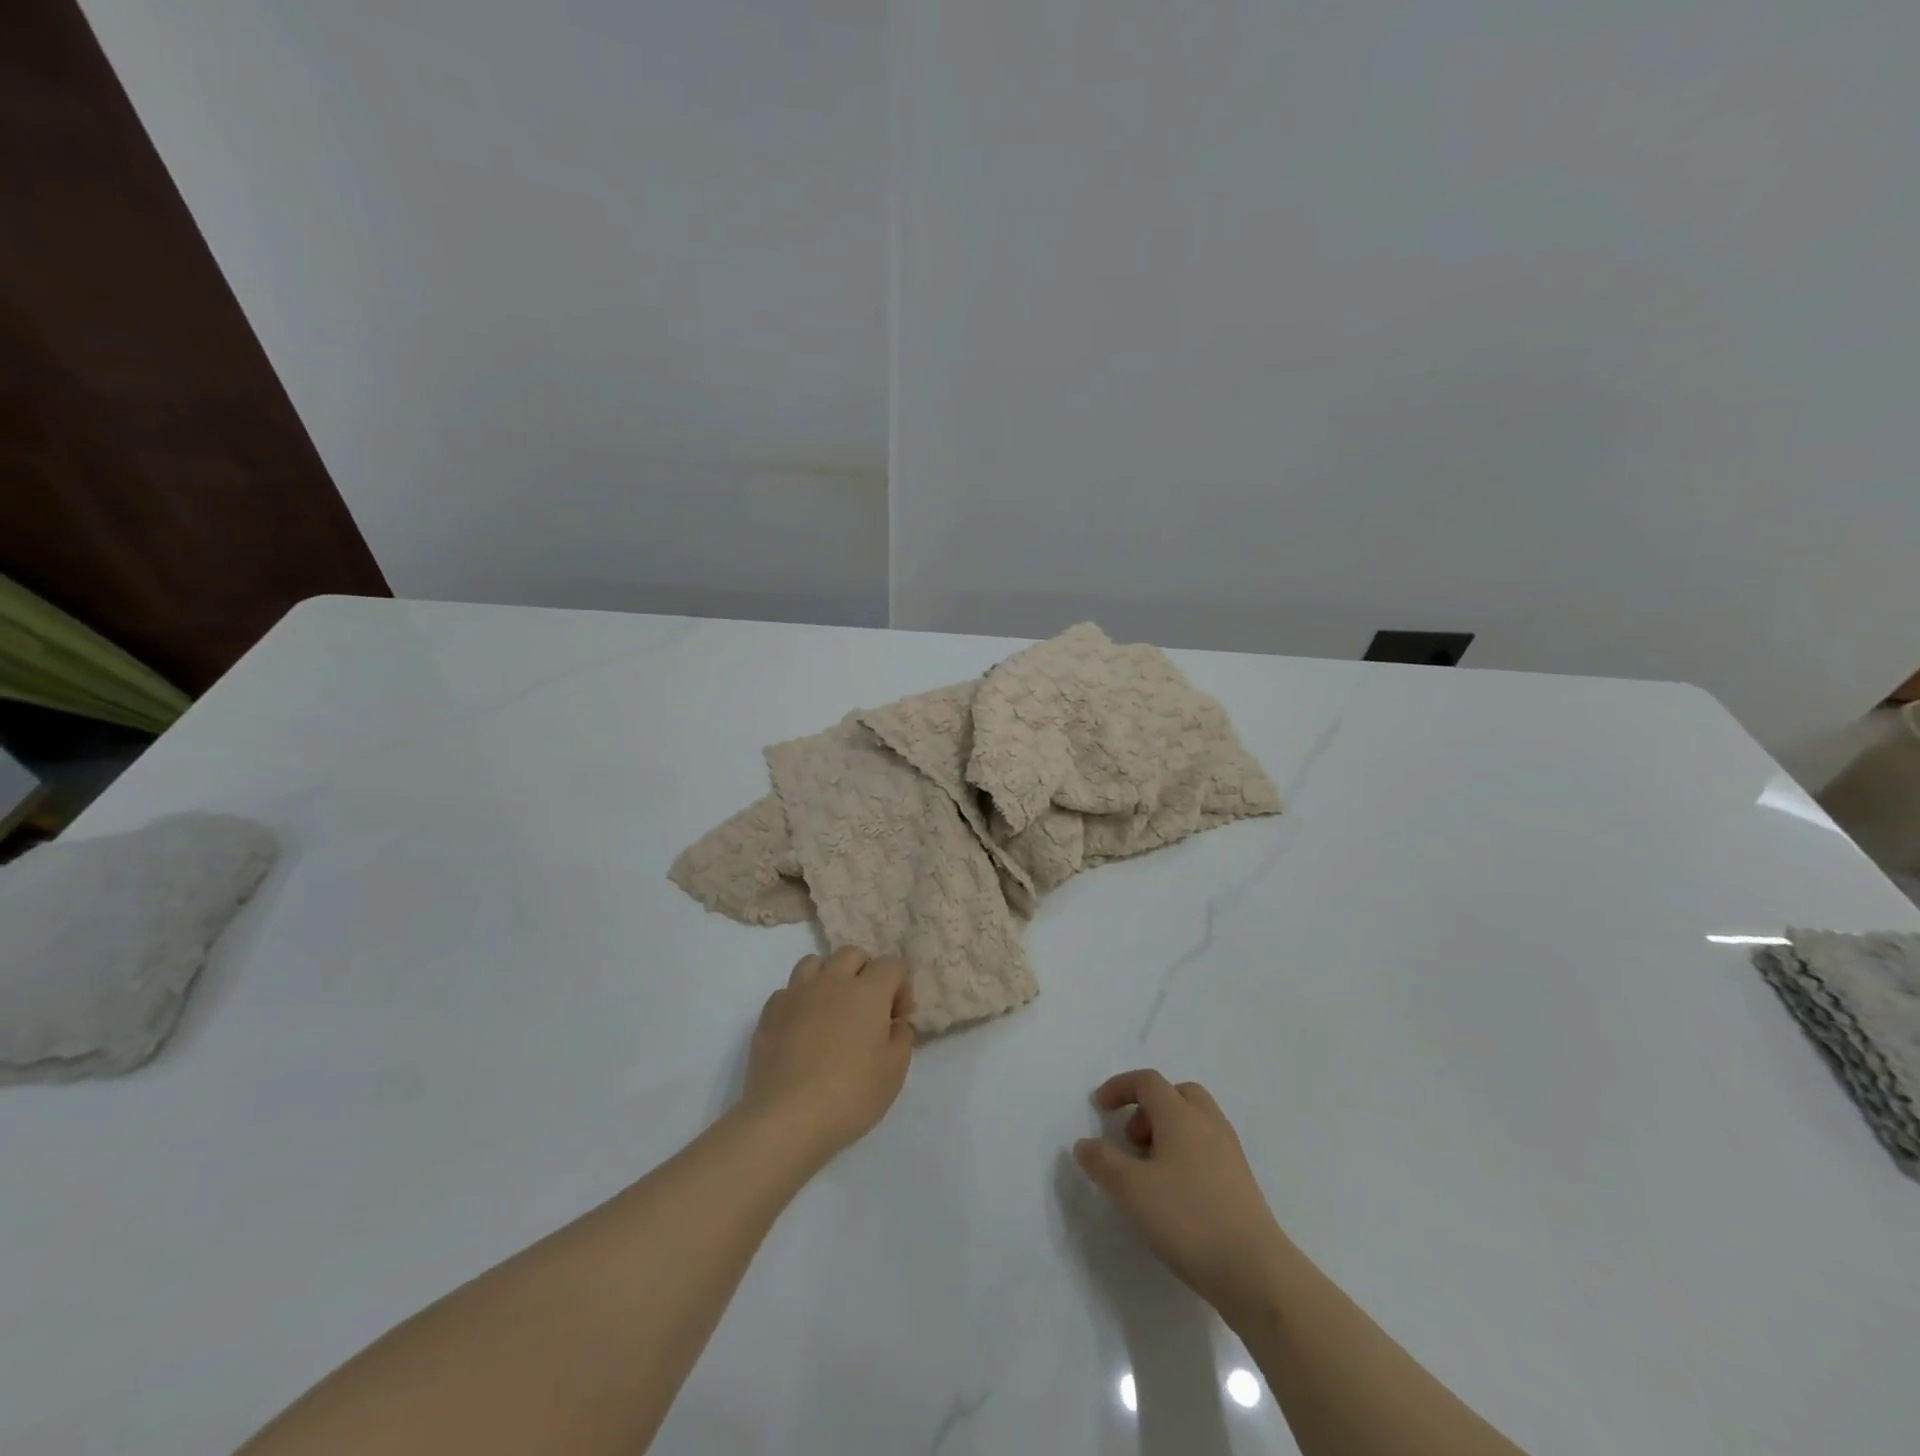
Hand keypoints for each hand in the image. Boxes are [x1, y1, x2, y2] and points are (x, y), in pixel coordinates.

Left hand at [741, 946, 915, 1165]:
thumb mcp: (894, 1072)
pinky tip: (803, 1027)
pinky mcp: (769, 1012)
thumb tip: (895, 1022)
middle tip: (868, 1008)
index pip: (892, 964)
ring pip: (815, 962)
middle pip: (852, 954)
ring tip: (832, 1008)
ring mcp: (797, 994)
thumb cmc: (851, 1095)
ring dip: (829, 976)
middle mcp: (832, 981)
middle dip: (865, 972)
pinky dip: (800, 999)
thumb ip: (902, 1037)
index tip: (899, 1017)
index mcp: (868, 991)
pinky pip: (788, 990)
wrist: (787, 1118)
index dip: (901, 985)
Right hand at [1074, 1070, 1288, 1309]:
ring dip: (1167, 1132)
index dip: (1120, 1088)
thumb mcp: (1132, 1190)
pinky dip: (1185, 1154)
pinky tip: (1175, 1193)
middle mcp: (1208, 1124)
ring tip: (1149, 1171)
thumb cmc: (1188, 1219)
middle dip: (1149, 1108)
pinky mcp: (1241, 1182)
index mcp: (1181, 1115)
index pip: (1148, 1082)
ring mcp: (1229, 1152)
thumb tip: (1084, 1144)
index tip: (1099, 1108)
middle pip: (1177, 1094)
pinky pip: (1207, 1148)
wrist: (1256, 1272)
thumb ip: (1103, 1162)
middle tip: (1131, 1140)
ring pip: (1194, 1122)